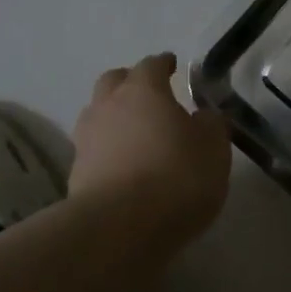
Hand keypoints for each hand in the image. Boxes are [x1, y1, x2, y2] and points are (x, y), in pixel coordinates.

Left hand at [69, 53, 231, 256]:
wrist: (122, 227)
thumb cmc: (178, 177)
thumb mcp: (214, 149)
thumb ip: (211, 126)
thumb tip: (204, 116)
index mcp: (143, 91)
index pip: (151, 65)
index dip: (163, 64)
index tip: (173, 65)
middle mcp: (108, 106)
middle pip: (113, 82)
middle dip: (130, 82)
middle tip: (149, 94)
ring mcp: (87, 140)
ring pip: (98, 114)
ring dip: (114, 116)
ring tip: (135, 132)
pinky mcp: (76, 173)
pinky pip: (94, 149)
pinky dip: (108, 150)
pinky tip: (125, 165)